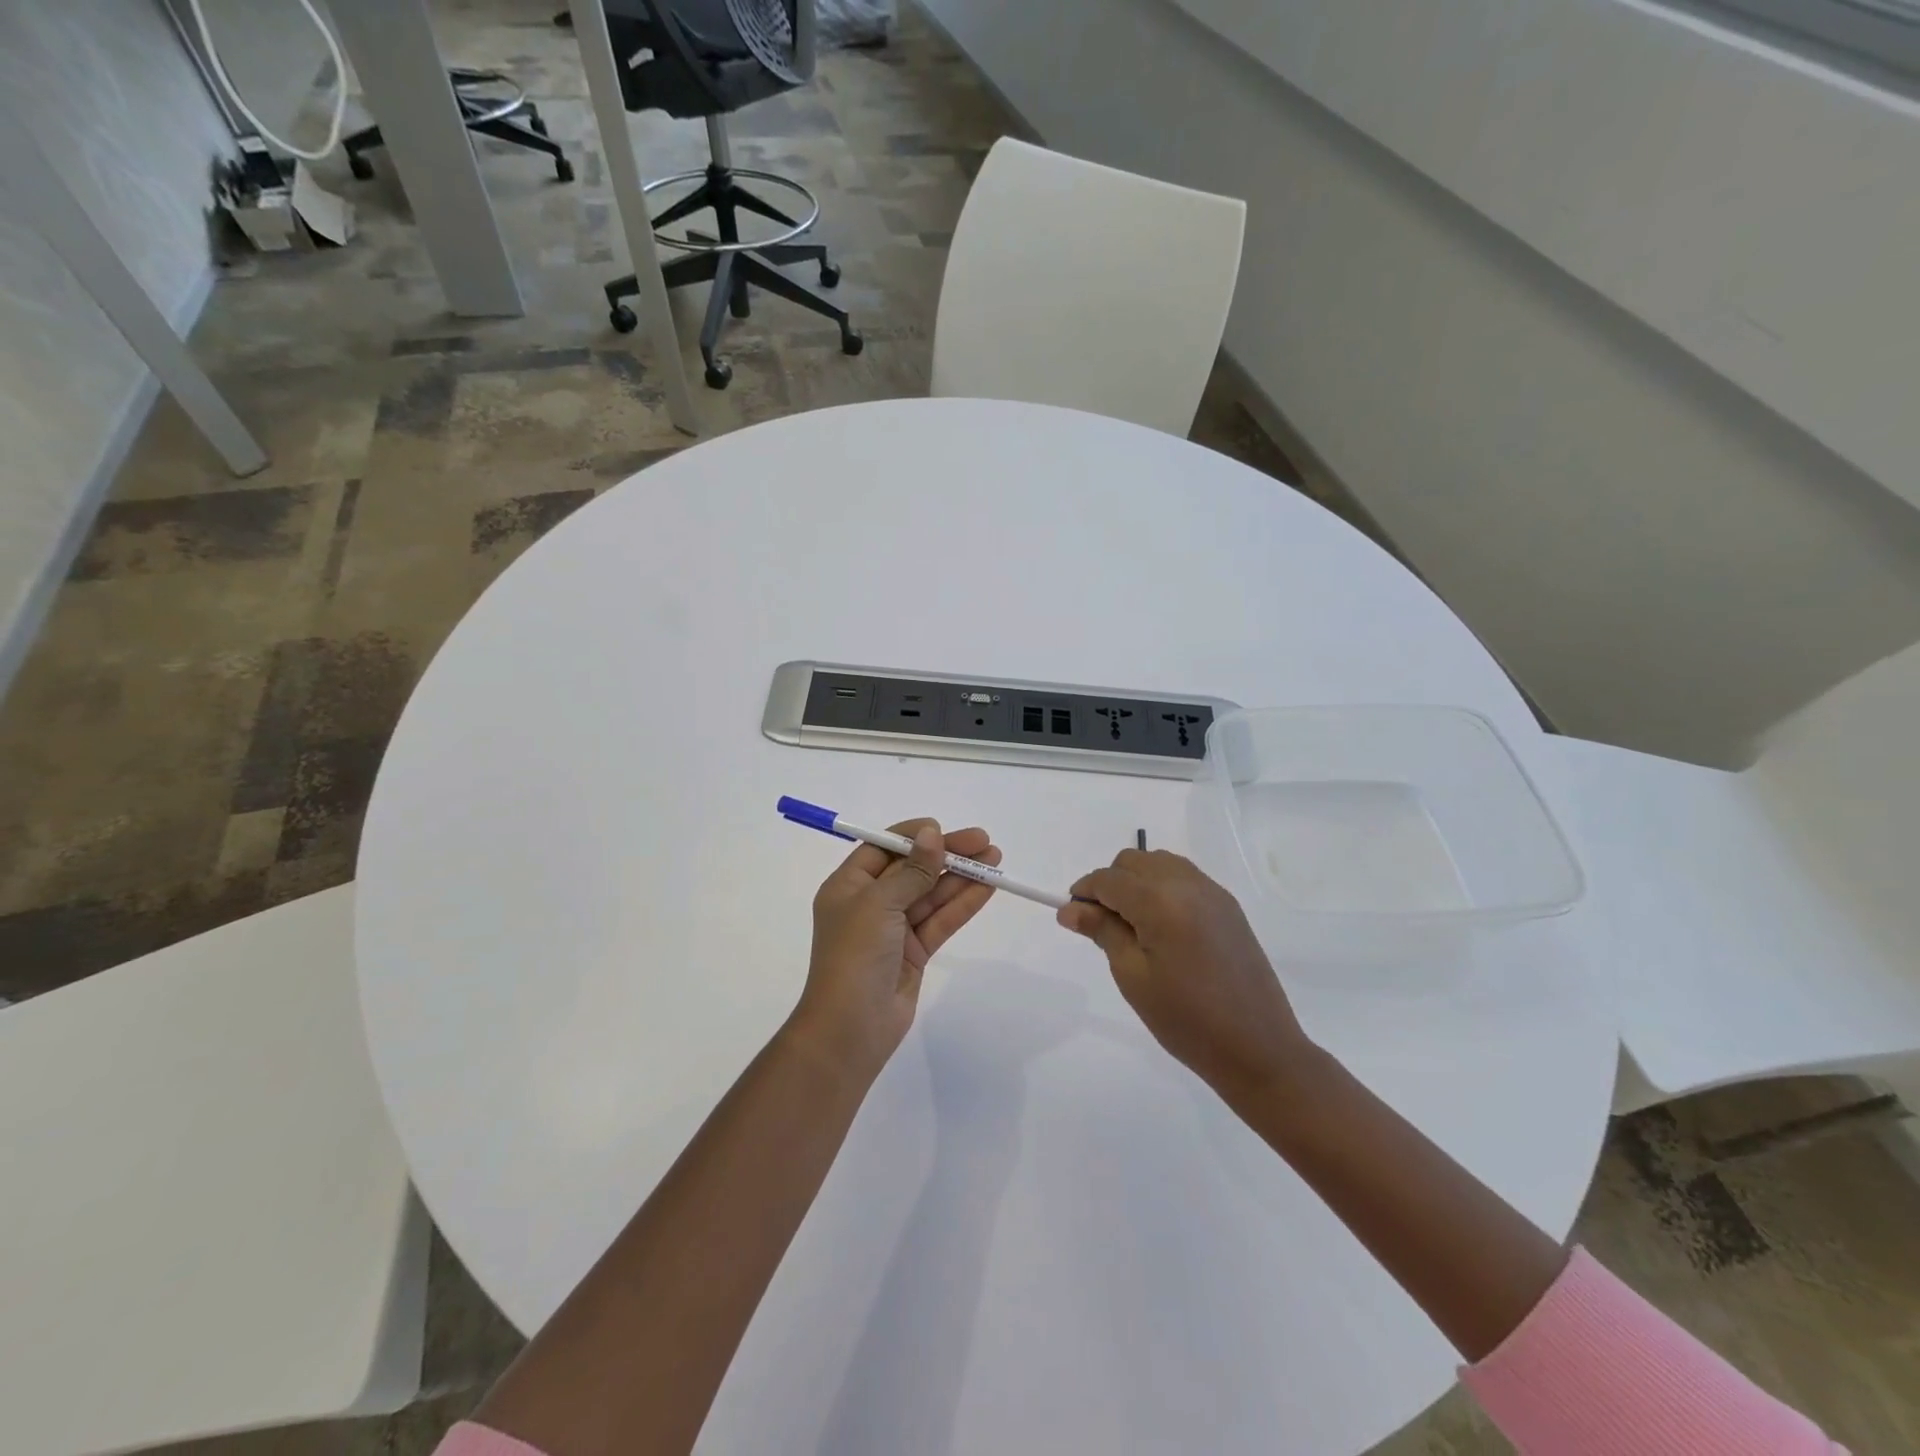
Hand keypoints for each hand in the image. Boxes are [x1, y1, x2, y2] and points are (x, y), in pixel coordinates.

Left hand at [793, 819, 999, 1079]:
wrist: (850, 1029)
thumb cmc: (854, 956)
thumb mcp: (879, 904)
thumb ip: (911, 870)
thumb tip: (931, 833)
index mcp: (848, 885)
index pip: (884, 848)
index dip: (915, 836)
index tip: (945, 829)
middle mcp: (870, 903)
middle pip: (913, 868)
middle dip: (947, 855)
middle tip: (985, 842)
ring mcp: (894, 929)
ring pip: (931, 894)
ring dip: (962, 877)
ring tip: (996, 860)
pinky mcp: (914, 952)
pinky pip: (940, 920)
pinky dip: (963, 904)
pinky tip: (988, 888)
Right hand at [1058, 849, 1311, 1105]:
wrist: (1258, 1047)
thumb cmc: (1186, 1019)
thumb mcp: (1133, 977)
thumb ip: (1102, 932)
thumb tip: (1070, 909)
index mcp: (1160, 901)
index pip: (1108, 879)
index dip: (1084, 892)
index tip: (1073, 917)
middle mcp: (1187, 884)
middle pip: (1133, 862)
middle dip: (1110, 884)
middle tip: (1103, 925)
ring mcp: (1212, 892)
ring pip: (1159, 863)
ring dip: (1137, 882)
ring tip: (1134, 926)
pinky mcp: (1228, 906)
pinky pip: (1184, 878)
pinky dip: (1163, 888)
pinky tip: (1163, 927)